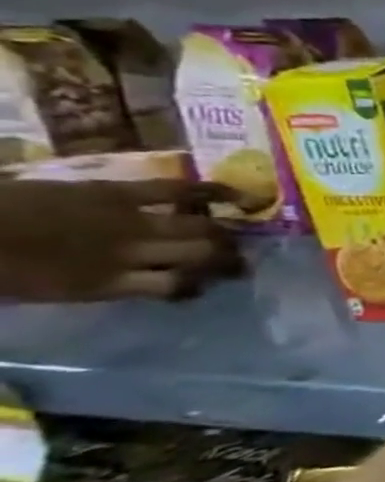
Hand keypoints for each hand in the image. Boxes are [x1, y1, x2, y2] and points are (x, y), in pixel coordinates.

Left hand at [0, 179, 242, 302]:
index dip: (197, 286)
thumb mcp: (46, 291)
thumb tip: (139, 281)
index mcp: (106, 285)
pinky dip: (212, 193)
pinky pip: (176, 191)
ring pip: (198, 228)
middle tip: (241, 263)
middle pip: (199, 255)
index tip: (203, 287)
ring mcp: (128, 221)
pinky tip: (240, 198)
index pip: (178, 287)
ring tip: (242, 236)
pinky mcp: (119, 192)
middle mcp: (130, 255)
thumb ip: (98, 285)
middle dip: (226, 259)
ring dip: (225, 233)